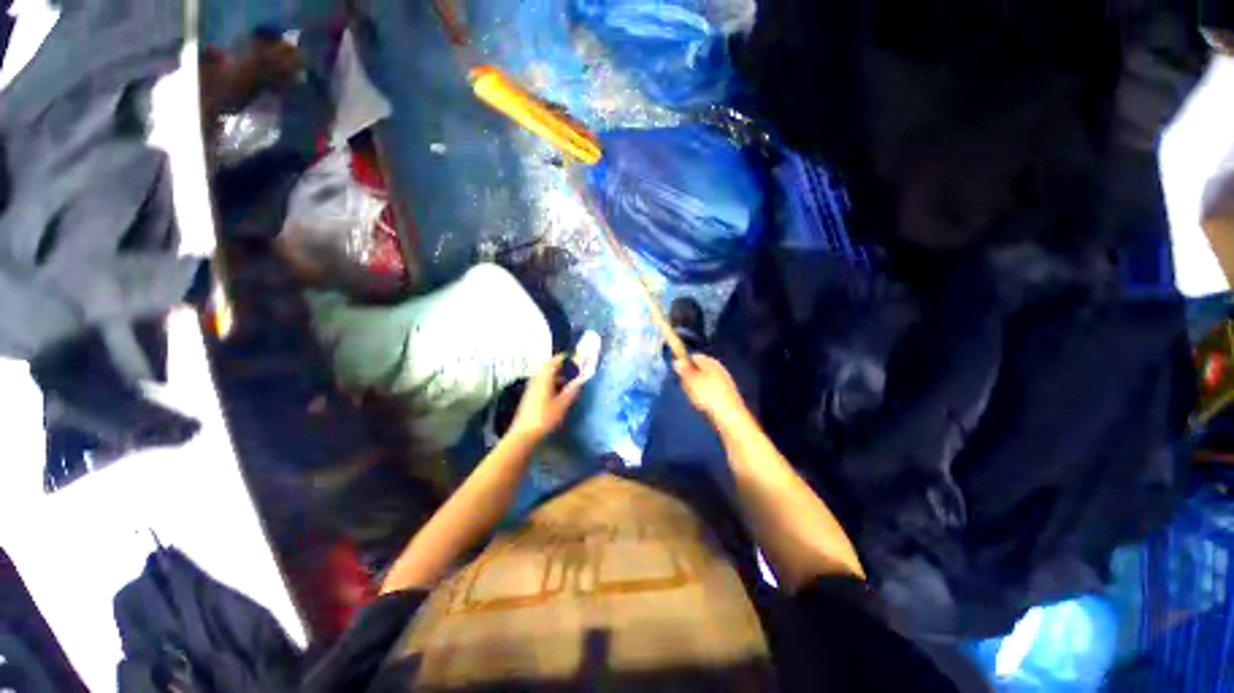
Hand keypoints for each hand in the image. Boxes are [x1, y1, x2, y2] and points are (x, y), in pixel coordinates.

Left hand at [508, 355, 585, 442]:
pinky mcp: (530, 395)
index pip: (556, 360)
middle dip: (563, 366)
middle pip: (549, 366)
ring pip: (546, 375)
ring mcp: (532, 386)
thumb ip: (572, 389)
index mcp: (545, 377)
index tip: (577, 358)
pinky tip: (559, 392)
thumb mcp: (563, 404)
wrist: (524, 434)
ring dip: (557, 375)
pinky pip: (543, 382)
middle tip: (575, 370)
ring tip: (570, 381)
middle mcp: (537, 378)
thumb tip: (581, 379)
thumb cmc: (545, 417)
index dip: (567, 358)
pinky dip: (552, 382)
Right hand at [674, 354, 749, 428]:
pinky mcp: (727, 394)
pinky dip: (705, 395)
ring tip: (694, 397)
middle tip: (686, 387)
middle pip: (700, 368)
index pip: (694, 356)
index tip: (678, 374)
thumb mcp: (691, 381)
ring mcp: (724, 381)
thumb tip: (677, 361)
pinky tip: (703, 404)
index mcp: (710, 362)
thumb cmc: (708, 395)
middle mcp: (719, 368)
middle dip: (690, 376)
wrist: (730, 415)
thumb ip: (684, 370)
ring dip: (697, 387)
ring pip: (705, 380)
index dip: (684, 363)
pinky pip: (711, 390)